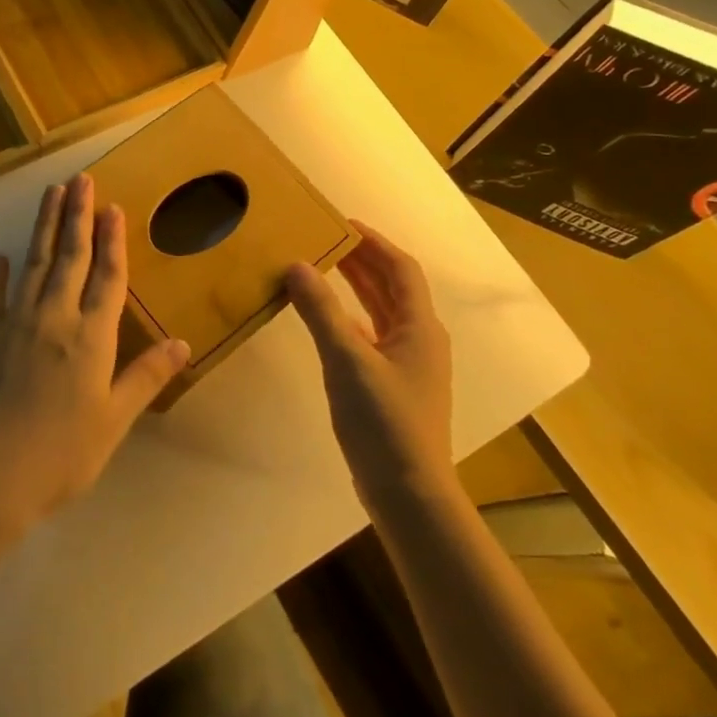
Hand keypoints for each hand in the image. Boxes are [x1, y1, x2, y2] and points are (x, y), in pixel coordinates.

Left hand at [0, 173, 190, 538]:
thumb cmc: (61, 454)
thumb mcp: (113, 420)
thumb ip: (145, 377)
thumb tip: (182, 342)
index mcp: (91, 336)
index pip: (107, 276)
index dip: (112, 240)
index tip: (112, 206)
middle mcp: (54, 317)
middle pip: (70, 257)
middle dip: (77, 216)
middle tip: (80, 180)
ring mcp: (15, 324)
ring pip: (34, 264)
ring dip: (44, 227)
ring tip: (51, 195)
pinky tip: (1, 258)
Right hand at [285, 222, 453, 507]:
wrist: (407, 493)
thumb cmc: (384, 421)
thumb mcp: (347, 360)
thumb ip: (321, 311)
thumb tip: (296, 264)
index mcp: (419, 327)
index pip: (400, 269)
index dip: (374, 242)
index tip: (342, 222)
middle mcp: (419, 340)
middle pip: (392, 287)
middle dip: (361, 261)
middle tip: (324, 238)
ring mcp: (407, 365)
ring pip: (381, 312)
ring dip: (356, 287)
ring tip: (322, 266)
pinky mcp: (392, 385)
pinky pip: (371, 335)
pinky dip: (350, 318)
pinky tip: (326, 318)